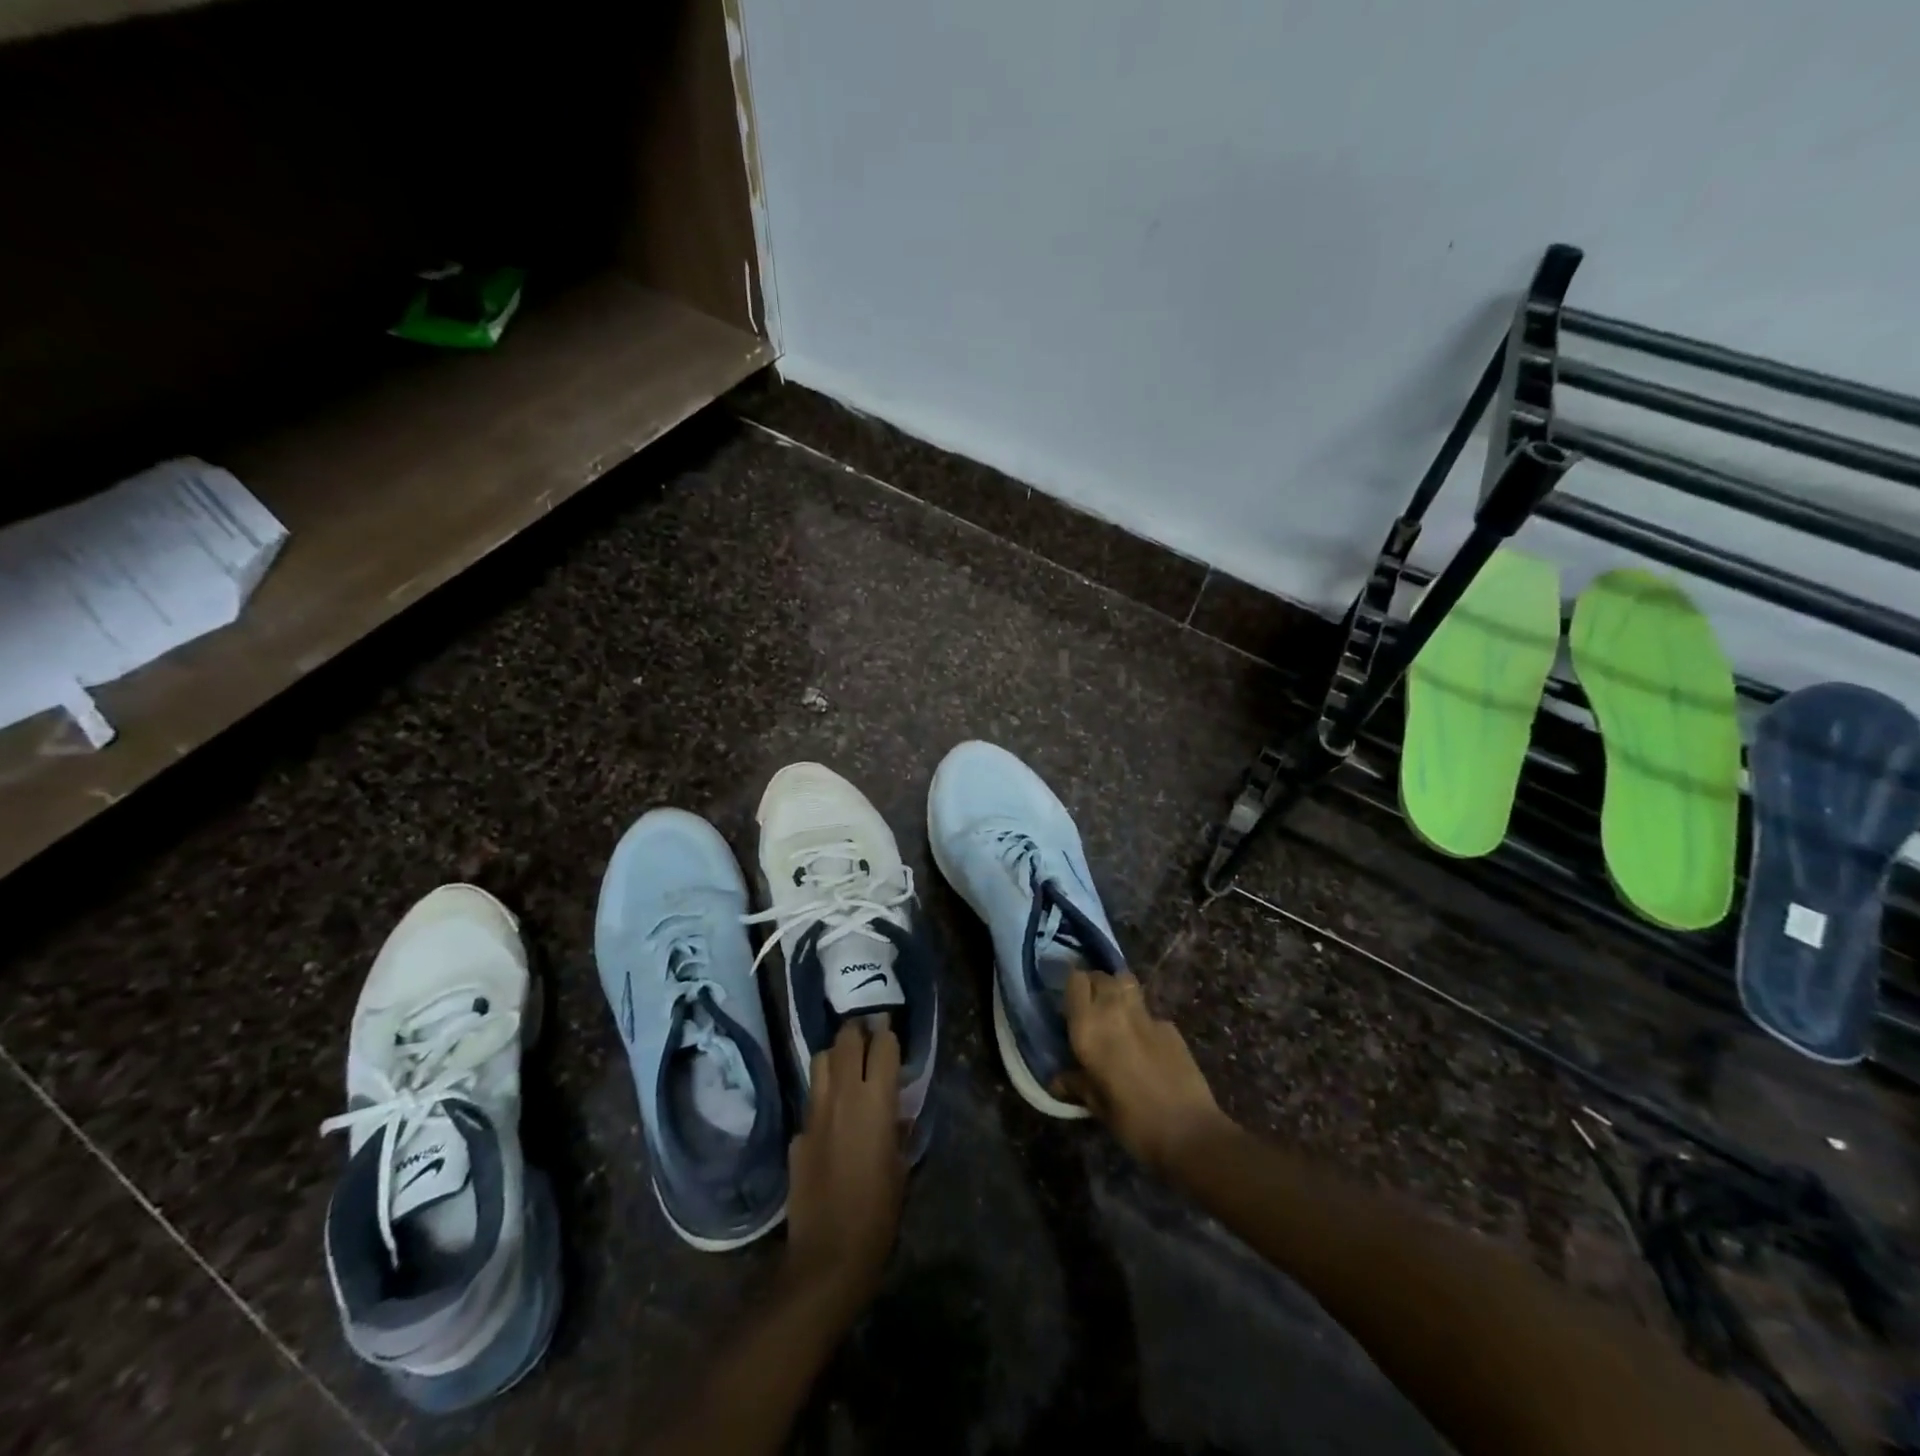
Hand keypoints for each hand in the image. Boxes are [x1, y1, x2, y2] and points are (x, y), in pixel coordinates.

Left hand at [784, 1023, 907, 1311]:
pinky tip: (830, 1119)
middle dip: (858, 1032)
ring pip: (821, 1060)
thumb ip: (898, 1132)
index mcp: (876, 1101)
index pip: (883, 1045)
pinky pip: (810, 1100)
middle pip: (846, 1040)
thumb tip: (897, 1115)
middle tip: (868, 1037)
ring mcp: (814, 1112)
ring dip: (835, 1056)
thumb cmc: (878, 1214)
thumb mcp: (901, 1169)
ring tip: (846, 1067)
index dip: (889, 1036)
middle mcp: (843, 1095)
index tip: (892, 1034)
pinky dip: (822, 1098)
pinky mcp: (797, 1134)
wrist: (827, 1256)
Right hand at [1057, 969, 1231, 1172]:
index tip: (1068, 1003)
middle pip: (1101, 976)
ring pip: (1126, 983)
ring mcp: (1145, 1015)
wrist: (1189, 1131)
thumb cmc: (1132, 1121)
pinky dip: (1141, 1018)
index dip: (1072, 987)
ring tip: (1115, 1014)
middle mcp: (1114, 1011)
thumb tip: (1057, 1080)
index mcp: (1088, 1027)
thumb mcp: (1096, 1105)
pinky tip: (1144, 1043)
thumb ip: (1076, 1084)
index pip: (1076, 981)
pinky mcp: (1169, 1026)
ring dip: (1117, 992)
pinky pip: (1148, 1011)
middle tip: (1090, 1009)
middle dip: (1094, 986)